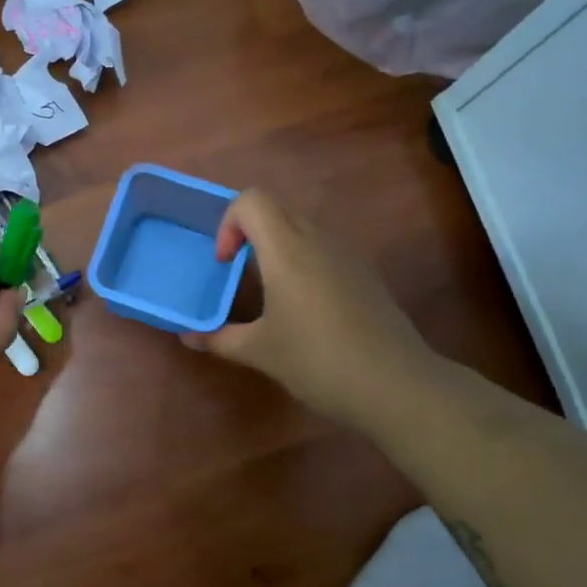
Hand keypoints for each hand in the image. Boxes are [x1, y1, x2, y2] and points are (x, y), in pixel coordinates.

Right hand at [183, 190, 443, 436]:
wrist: (397, 385)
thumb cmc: (319, 362)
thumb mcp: (261, 352)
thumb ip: (220, 338)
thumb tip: (189, 337)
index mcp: (287, 250)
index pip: (251, 201)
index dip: (228, 224)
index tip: (225, 264)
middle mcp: (318, 240)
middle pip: (276, 210)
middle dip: (248, 234)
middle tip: (238, 275)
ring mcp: (347, 254)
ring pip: (302, 228)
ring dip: (277, 247)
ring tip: (269, 293)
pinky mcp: (365, 273)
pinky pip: (324, 249)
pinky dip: (303, 262)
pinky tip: (305, 309)